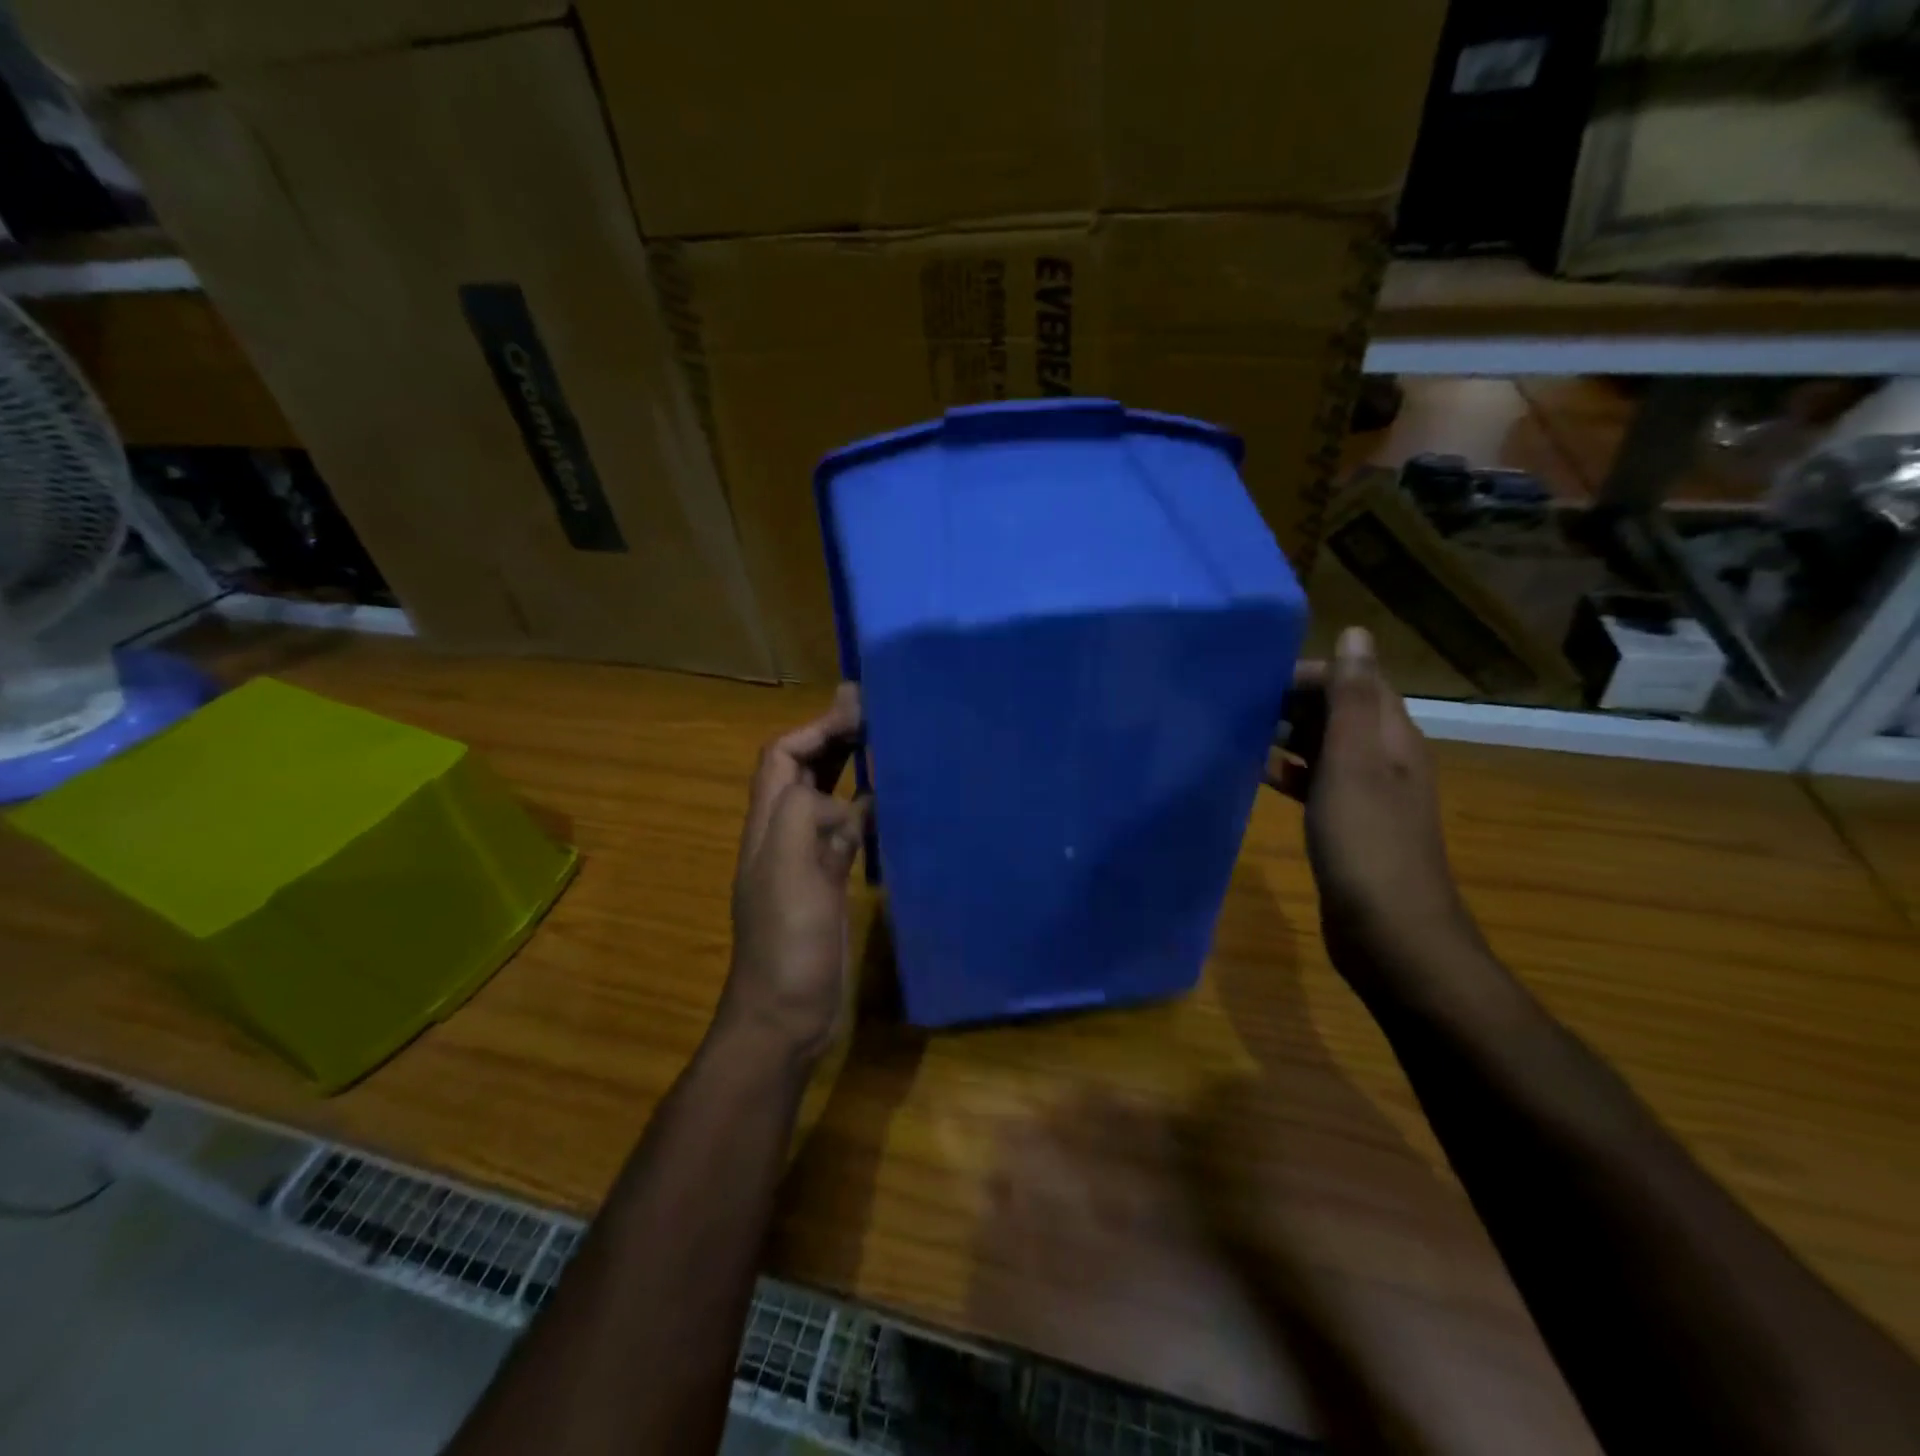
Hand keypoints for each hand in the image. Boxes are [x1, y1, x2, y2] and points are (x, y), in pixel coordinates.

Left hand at [721, 685, 866, 1064]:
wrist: (786, 1014)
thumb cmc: (786, 941)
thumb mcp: (788, 870)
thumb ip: (806, 817)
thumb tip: (849, 802)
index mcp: (768, 824)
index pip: (782, 757)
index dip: (815, 728)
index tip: (858, 710)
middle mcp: (783, 835)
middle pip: (804, 772)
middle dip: (833, 739)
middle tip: (877, 715)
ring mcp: (807, 861)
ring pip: (828, 800)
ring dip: (853, 772)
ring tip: (892, 751)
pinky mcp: (830, 885)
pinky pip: (847, 836)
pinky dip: (866, 814)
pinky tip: (895, 810)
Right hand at [1267, 628, 1486, 1002]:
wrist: (1390, 934)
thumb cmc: (1367, 843)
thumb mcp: (1353, 763)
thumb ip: (1351, 699)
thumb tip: (1357, 631)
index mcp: (1391, 738)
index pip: (1356, 681)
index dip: (1311, 672)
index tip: (1256, 678)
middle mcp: (1384, 759)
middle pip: (1339, 712)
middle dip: (1293, 701)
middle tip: (1235, 703)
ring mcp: (1367, 795)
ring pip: (1324, 747)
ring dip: (1287, 735)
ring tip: (1237, 731)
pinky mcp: (1348, 825)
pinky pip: (1316, 783)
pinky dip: (1288, 772)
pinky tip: (1255, 774)